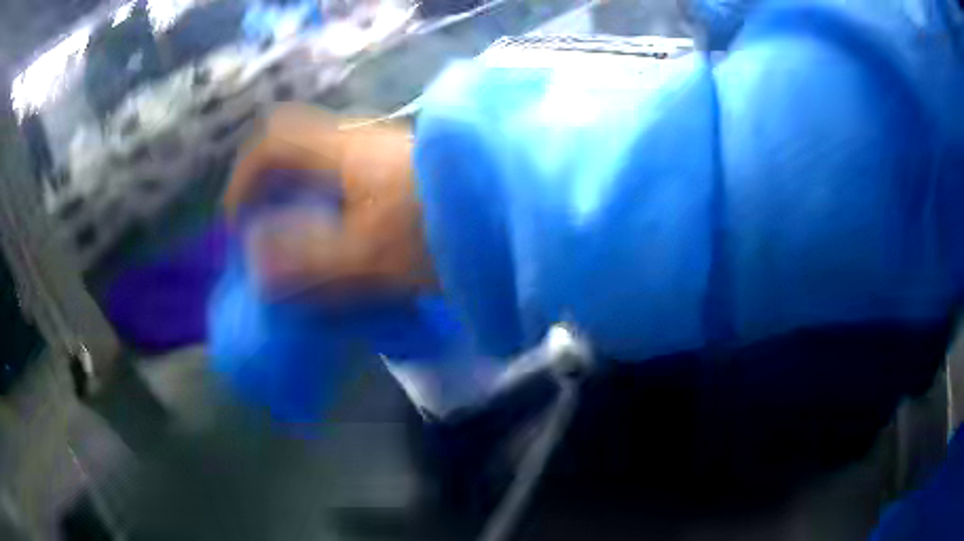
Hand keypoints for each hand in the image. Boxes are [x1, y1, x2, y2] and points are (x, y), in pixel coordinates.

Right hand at [225, 104, 435, 294]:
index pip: (272, 141)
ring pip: (323, 168)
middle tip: (268, 237)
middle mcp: (359, 141)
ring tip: (302, 249)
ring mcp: (385, 154)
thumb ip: (306, 262)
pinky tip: (343, 244)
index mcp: (341, 151)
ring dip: (302, 204)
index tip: (239, 223)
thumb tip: (255, 263)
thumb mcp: (368, 256)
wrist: (514, 212)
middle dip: (271, 192)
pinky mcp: (405, 173)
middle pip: (295, 151)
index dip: (244, 178)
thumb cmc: (439, 230)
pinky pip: (350, 183)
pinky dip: (331, 210)